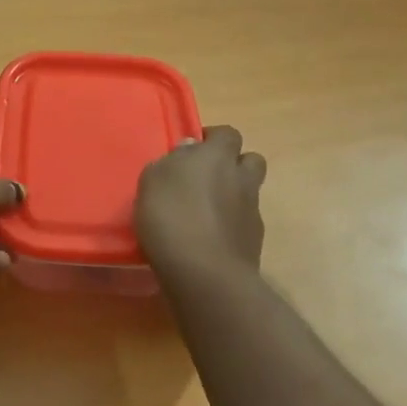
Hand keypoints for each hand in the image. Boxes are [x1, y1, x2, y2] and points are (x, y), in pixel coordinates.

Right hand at [135, 126, 266, 274]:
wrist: (204, 272)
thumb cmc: (171, 217)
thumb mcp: (152, 181)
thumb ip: (171, 162)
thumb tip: (189, 150)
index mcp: (217, 156)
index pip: (227, 133)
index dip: (213, 139)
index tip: (193, 151)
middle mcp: (241, 178)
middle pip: (250, 160)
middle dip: (233, 165)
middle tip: (206, 179)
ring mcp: (251, 210)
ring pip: (249, 192)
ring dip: (233, 196)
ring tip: (206, 212)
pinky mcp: (254, 240)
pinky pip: (244, 223)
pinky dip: (231, 226)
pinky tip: (209, 239)